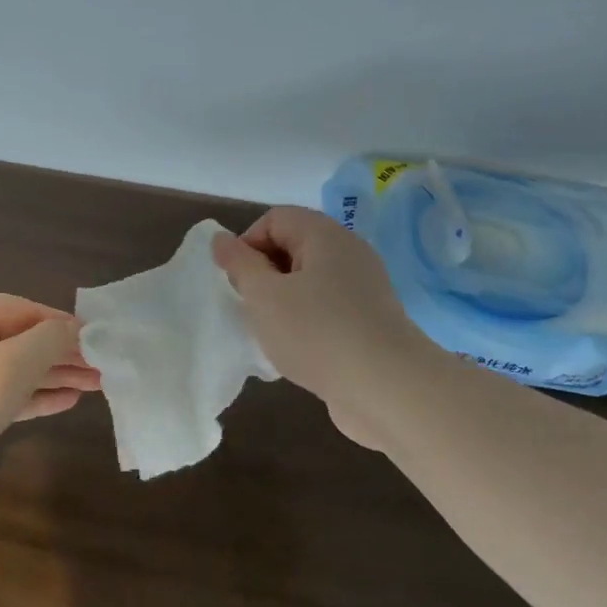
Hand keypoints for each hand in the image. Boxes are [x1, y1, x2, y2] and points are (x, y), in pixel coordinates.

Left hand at [0, 295, 100, 509]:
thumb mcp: (15, 362)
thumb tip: (74, 329)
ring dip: (51, 377)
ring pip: (12, 369)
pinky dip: (30, 397)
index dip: (63, 324)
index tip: (98, 340)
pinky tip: (64, 403)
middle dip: (61, 354)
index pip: (24, 308)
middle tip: (102, 368)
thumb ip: (51, 340)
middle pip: (20, 339)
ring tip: (94, 386)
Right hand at [212, 207, 421, 450]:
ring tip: (271, 332)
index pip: (274, 218)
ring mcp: (363, 288)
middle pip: (293, 247)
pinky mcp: (369, 320)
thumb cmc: (316, 333)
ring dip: (282, 301)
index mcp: (324, 235)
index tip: (237, 282)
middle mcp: (348, 253)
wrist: (386, 388)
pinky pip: (326, 308)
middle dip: (263, 274)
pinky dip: (305, 321)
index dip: (247, 244)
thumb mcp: (264, 296)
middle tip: (250, 308)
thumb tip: (220, 239)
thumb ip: (239, 264)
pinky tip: (297, 349)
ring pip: (308, 281)